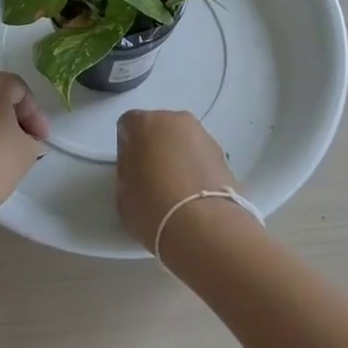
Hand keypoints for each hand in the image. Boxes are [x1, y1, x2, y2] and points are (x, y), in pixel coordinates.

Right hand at [115, 109, 245, 251]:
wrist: (204, 227)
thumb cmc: (153, 207)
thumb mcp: (123, 192)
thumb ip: (127, 171)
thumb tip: (137, 167)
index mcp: (144, 123)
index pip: (128, 125)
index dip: (126, 147)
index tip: (130, 170)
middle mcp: (175, 120)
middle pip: (159, 129)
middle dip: (155, 148)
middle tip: (152, 179)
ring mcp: (203, 135)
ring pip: (183, 142)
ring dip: (178, 158)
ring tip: (177, 191)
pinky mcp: (224, 155)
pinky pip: (201, 158)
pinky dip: (197, 170)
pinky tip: (194, 197)